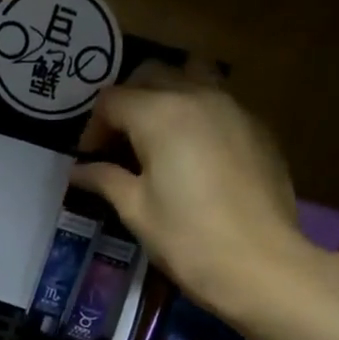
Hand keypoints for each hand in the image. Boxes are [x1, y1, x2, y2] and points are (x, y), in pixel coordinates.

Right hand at [70, 83, 316, 330]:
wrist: (259, 264)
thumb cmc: (186, 239)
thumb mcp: (135, 210)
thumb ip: (106, 179)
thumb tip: (78, 171)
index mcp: (160, 114)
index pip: (113, 99)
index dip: (93, 127)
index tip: (89, 160)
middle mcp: (198, 96)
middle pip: (153, 75)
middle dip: (127, 102)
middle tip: (117, 144)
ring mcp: (234, 109)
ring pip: (192, 78)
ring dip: (166, 97)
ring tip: (156, 138)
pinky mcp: (258, 129)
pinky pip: (219, 104)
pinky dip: (197, 115)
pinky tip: (193, 157)